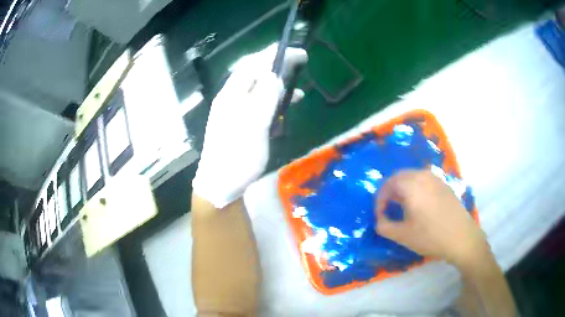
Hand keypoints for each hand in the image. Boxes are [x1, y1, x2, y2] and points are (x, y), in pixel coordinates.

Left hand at [192, 44, 307, 207]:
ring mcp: (236, 110)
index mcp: (231, 95)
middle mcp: (232, 98)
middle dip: (278, 64)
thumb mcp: (253, 127)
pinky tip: (288, 104)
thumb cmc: (237, 157)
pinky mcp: (242, 122)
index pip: (252, 65)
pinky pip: (260, 103)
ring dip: (278, 82)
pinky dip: (274, 100)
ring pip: (259, 88)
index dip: (273, 55)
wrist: (220, 184)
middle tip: (301, 61)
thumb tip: (273, 75)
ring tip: (299, 84)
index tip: (296, 52)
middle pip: (255, 73)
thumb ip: (264, 99)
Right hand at [374, 170, 488, 266]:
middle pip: (400, 176)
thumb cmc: (431, 236)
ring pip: (413, 177)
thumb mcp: (402, 236)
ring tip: (402, 206)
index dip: (380, 200)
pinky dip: (415, 188)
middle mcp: (423, 176)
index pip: (388, 185)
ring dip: (403, 188)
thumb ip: (384, 226)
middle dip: (390, 191)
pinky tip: (419, 204)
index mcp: (412, 185)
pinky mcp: (444, 185)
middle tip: (387, 208)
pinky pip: (424, 180)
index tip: (379, 215)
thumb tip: (380, 220)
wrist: (461, 238)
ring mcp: (436, 179)